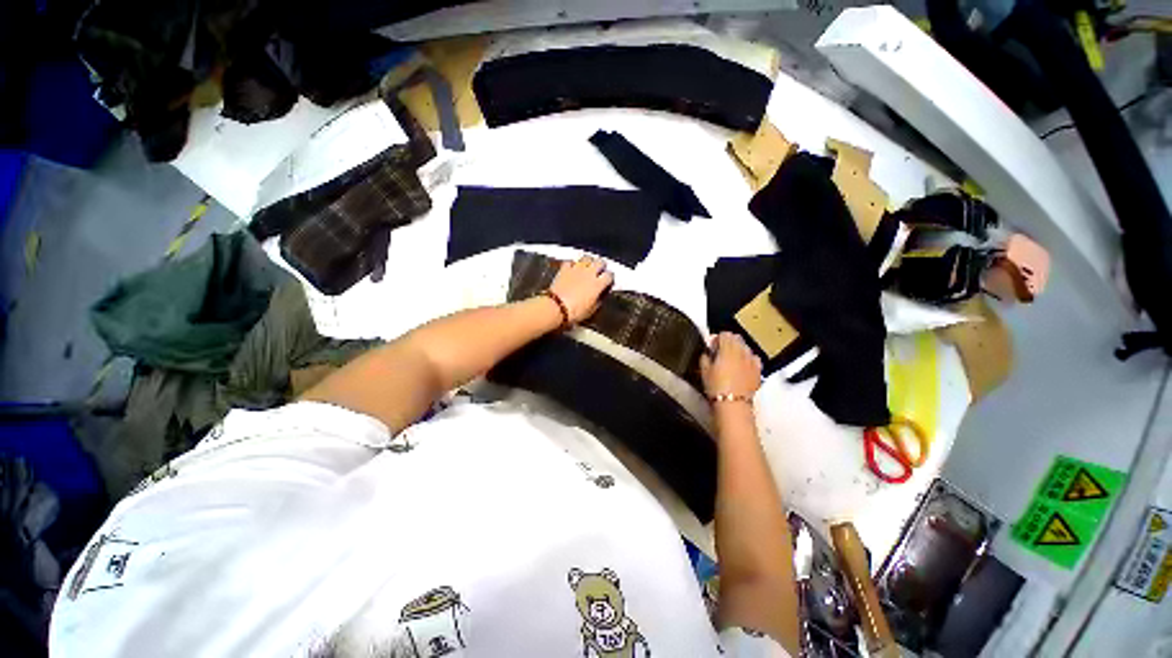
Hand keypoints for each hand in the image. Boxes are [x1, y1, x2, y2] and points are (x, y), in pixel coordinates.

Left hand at [548, 255, 614, 323]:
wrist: (556, 307)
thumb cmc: (574, 311)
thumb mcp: (592, 310)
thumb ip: (599, 299)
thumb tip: (601, 295)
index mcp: (598, 284)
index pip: (609, 275)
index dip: (610, 278)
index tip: (608, 282)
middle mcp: (589, 273)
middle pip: (600, 262)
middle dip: (601, 266)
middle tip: (600, 271)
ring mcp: (576, 269)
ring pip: (587, 257)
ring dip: (589, 261)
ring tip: (588, 266)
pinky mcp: (565, 269)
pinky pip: (571, 261)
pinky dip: (573, 264)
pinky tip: (572, 268)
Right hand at [700, 332, 762, 398]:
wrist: (733, 404)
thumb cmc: (716, 387)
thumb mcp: (704, 371)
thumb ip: (705, 357)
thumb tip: (707, 353)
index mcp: (727, 349)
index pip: (724, 334)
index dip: (717, 339)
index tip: (712, 348)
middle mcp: (742, 351)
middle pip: (737, 338)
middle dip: (728, 342)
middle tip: (720, 353)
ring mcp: (752, 360)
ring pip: (746, 347)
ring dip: (738, 350)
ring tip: (731, 360)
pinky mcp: (758, 370)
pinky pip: (754, 358)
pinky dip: (748, 359)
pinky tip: (743, 367)